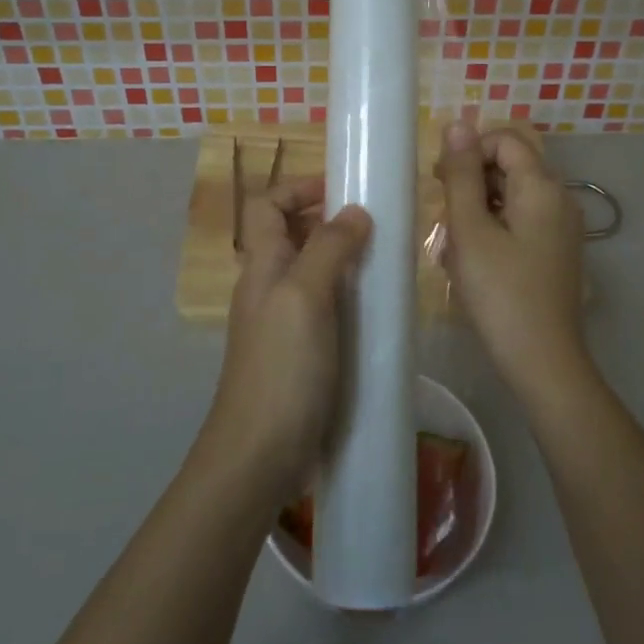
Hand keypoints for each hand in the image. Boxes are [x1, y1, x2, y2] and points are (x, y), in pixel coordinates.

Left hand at [208, 177, 372, 502]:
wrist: (258, 455)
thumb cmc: (281, 369)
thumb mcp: (305, 297)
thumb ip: (329, 249)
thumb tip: (355, 211)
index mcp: (262, 265)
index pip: (266, 206)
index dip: (298, 188)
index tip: (343, 190)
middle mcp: (268, 287)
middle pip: (291, 235)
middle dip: (329, 222)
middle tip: (377, 227)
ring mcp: (283, 322)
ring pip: (312, 273)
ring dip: (344, 261)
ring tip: (385, 265)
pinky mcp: (301, 353)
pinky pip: (325, 309)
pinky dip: (349, 299)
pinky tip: (378, 312)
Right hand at [435, 122, 588, 399]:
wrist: (543, 361)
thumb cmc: (500, 292)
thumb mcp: (470, 230)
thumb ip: (462, 174)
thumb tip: (458, 123)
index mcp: (542, 187)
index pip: (505, 140)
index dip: (469, 152)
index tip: (442, 183)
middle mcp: (560, 198)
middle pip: (511, 165)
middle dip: (472, 180)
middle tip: (444, 214)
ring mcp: (562, 227)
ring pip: (513, 194)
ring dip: (479, 206)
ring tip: (455, 243)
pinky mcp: (557, 251)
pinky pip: (521, 220)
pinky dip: (495, 227)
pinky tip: (474, 259)